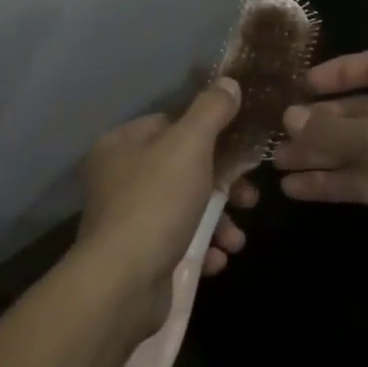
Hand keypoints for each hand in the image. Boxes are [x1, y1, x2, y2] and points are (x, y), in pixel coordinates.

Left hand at [77, 79, 258, 331]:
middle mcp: (118, 177)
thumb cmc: (156, 201)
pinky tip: (216, 259)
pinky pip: (177, 242)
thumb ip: (211, 111)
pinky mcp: (137, 255)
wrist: (122, 283)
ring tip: (236, 240)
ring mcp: (126, 218)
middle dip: (223, 184)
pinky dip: (201, 248)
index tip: (241, 147)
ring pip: (185, 208)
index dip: (209, 131)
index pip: (170, 123)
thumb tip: (228, 84)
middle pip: (183, 167)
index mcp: (122, 143)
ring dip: (219, 221)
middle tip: (249, 197)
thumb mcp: (189, 145)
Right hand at [271, 51, 367, 278]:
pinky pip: (362, 177)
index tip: (301, 84)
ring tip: (276, 162)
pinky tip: (295, 188)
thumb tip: (288, 117)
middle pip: (359, 109)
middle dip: (319, 122)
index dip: (337, 73)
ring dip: (318, 154)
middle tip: (278, 131)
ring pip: (356, 147)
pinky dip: (332, 181)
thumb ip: (332, 129)